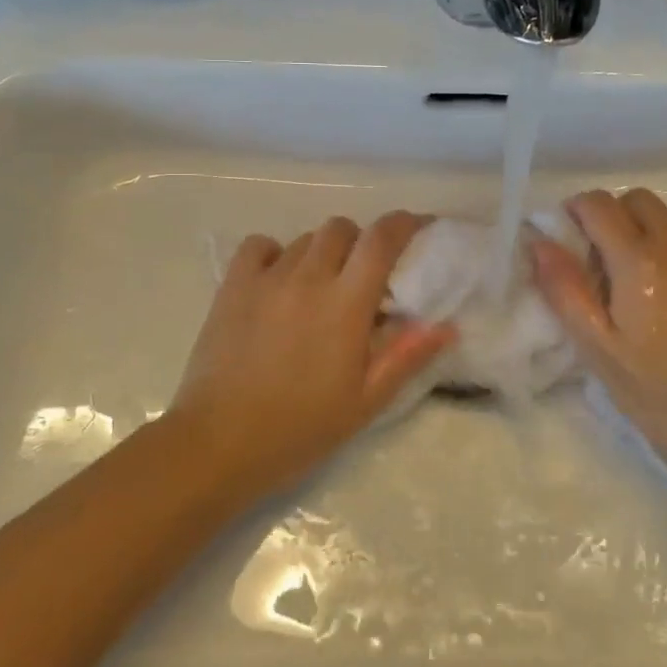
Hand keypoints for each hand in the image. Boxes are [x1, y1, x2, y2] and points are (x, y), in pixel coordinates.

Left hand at [167, 212, 456, 498]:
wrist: (219, 443)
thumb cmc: (300, 427)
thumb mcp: (365, 401)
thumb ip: (406, 357)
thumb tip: (447, 326)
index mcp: (346, 303)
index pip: (382, 240)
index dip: (404, 223)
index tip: (417, 227)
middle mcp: (308, 277)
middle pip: (342, 229)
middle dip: (361, 242)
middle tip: (364, 275)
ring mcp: (267, 278)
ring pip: (305, 239)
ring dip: (323, 253)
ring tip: (321, 287)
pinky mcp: (232, 286)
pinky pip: (260, 245)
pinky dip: (276, 253)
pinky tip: (278, 281)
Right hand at [530, 188, 666, 476]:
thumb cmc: (658, 389)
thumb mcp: (597, 347)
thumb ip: (564, 289)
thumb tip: (540, 242)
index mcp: (637, 259)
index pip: (598, 204)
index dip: (577, 211)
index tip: (571, 236)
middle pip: (639, 200)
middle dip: (617, 217)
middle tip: (610, 262)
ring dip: (656, 235)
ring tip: (655, 282)